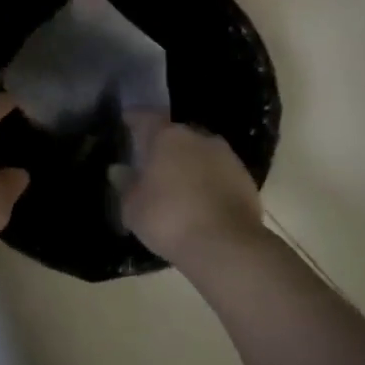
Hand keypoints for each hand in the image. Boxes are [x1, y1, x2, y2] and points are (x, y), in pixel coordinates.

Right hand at [118, 114, 262, 268]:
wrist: (227, 247)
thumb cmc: (169, 219)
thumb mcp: (133, 207)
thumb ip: (125, 184)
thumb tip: (119, 170)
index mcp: (166, 136)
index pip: (145, 117)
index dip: (133, 120)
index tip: (124, 125)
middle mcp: (198, 137)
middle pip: (174, 134)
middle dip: (161, 145)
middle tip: (149, 162)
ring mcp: (226, 156)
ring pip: (199, 152)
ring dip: (187, 163)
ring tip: (175, 184)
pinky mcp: (245, 178)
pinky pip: (217, 172)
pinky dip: (206, 180)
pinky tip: (198, 200)